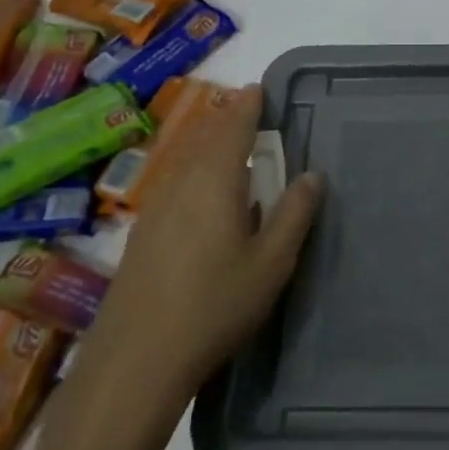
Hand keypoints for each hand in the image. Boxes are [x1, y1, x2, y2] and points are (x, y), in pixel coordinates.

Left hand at [89, 84, 323, 413]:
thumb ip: (294, 214)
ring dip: (208, 147)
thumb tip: (312, 175)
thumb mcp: (271, 262)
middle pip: (204, 140)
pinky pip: (173, 185)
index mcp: (214, 182)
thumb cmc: (215, 305)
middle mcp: (179, 185)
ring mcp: (154, 211)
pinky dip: (193, 174)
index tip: (258, 88)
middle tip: (247, 113)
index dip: (247, 106)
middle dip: (227, 123)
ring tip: (228, 148)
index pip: (233, 129)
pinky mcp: (141, 237)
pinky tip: (200, 198)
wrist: (135, 361)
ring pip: (185, 162)